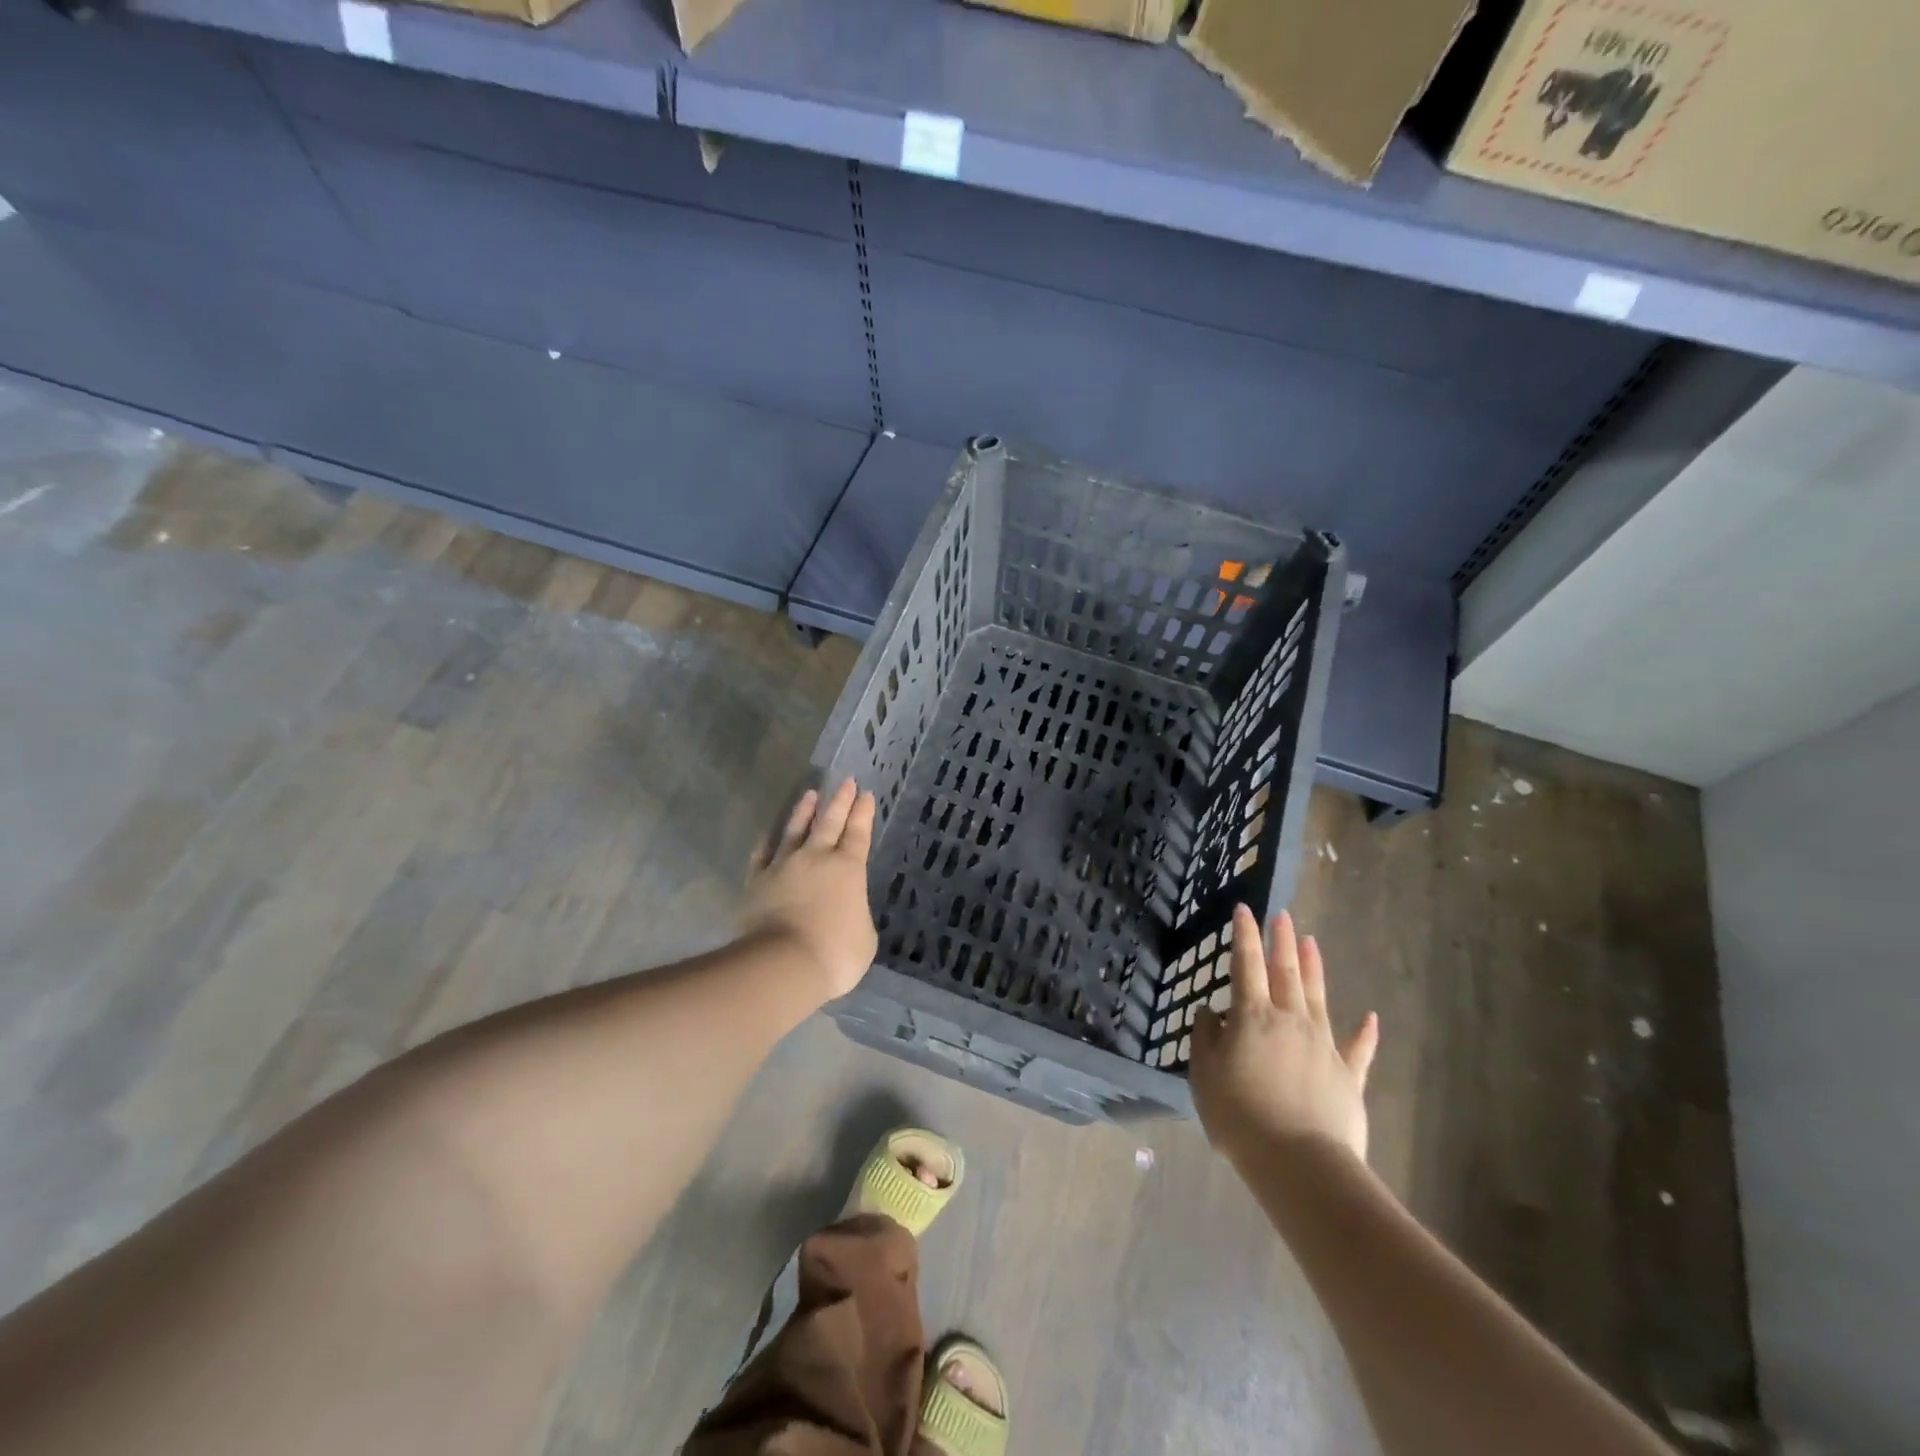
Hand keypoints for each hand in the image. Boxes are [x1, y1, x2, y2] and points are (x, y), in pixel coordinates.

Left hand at [738, 779, 878, 1001]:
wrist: (783, 964)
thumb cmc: (835, 953)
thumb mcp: (864, 936)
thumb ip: (856, 914)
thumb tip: (846, 910)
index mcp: (848, 868)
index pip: (858, 833)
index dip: (863, 813)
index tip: (865, 794)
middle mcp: (816, 858)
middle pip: (829, 822)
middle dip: (840, 801)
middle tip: (846, 782)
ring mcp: (783, 866)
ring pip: (795, 830)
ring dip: (804, 812)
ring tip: (810, 795)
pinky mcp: (757, 881)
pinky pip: (762, 855)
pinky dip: (766, 842)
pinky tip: (767, 834)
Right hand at [1190, 904, 1378, 1169]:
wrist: (1299, 1162)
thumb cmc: (1240, 1115)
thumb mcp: (1203, 1074)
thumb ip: (1205, 1038)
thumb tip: (1212, 1014)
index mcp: (1253, 1017)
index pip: (1246, 964)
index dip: (1244, 935)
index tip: (1245, 908)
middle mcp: (1290, 1020)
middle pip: (1286, 972)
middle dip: (1281, 941)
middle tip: (1282, 916)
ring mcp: (1323, 1046)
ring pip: (1318, 997)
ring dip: (1314, 968)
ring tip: (1311, 941)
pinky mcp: (1348, 1076)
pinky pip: (1358, 1048)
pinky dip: (1364, 1032)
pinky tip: (1370, 1016)